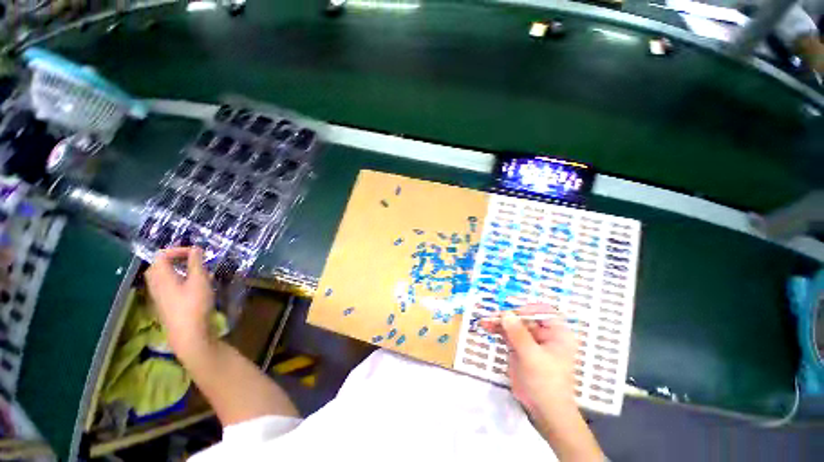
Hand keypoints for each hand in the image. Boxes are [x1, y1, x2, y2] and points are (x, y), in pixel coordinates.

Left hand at [145, 247, 214, 359]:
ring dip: (181, 271)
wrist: (189, 334)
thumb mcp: (199, 280)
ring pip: (166, 277)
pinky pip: (170, 287)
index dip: (178, 250)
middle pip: (160, 266)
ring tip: (200, 273)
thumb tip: (195, 248)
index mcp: (161, 277)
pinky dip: (181, 281)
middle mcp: (156, 285)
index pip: (162, 255)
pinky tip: (197, 287)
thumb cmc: (194, 304)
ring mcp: (160, 296)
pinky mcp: (167, 305)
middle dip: (177, 260)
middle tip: (195, 260)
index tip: (196, 252)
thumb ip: (196, 263)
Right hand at [480, 304, 577, 419]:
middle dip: (507, 316)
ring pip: (513, 324)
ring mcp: (531, 340)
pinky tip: (487, 326)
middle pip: (524, 317)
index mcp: (557, 333)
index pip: (542, 311)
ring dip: (499, 321)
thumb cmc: (547, 383)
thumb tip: (505, 313)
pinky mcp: (520, 347)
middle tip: (491, 317)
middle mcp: (544, 333)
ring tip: (484, 321)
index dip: (527, 310)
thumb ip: (518, 334)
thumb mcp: (533, 357)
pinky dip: (497, 329)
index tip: (511, 315)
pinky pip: (508, 333)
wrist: (545, 410)